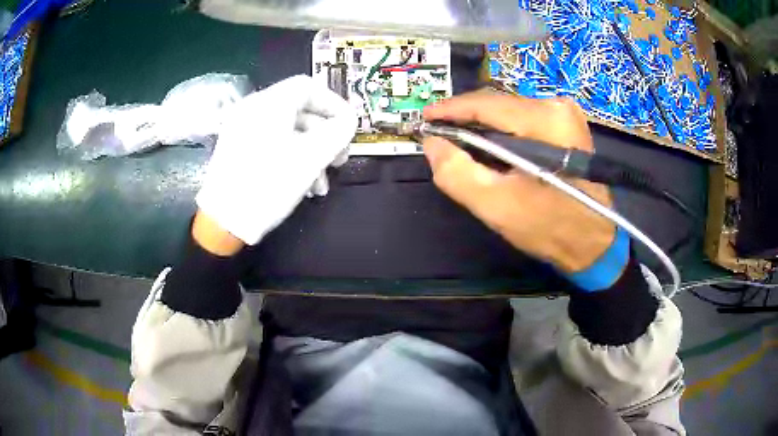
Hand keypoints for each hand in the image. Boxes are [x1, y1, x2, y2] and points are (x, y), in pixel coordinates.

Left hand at [196, 75, 356, 244]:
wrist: (223, 222)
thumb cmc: (268, 184)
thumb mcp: (311, 157)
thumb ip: (337, 132)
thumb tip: (348, 121)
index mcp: (269, 103)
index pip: (309, 88)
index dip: (334, 104)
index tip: (348, 128)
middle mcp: (253, 110)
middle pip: (299, 111)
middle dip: (325, 135)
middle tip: (339, 159)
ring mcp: (242, 130)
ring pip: (288, 131)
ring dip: (311, 153)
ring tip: (321, 184)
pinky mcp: (238, 150)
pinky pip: (272, 144)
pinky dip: (291, 158)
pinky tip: (302, 185)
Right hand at [422, 92, 614, 272]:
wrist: (592, 244)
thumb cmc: (548, 227)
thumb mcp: (496, 205)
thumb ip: (457, 172)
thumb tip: (432, 144)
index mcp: (544, 120)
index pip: (486, 103)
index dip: (450, 109)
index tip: (424, 118)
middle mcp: (556, 106)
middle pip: (498, 104)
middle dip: (466, 119)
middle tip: (439, 134)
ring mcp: (565, 114)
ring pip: (509, 112)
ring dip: (483, 126)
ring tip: (460, 142)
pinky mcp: (567, 126)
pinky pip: (524, 120)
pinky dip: (503, 131)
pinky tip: (491, 147)